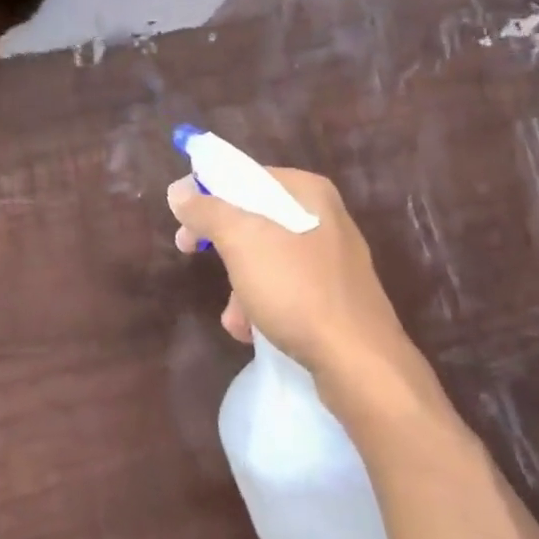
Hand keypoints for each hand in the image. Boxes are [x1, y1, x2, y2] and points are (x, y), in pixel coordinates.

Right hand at [167, 167, 413, 384]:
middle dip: (221, 242)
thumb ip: (207, 210)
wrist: (359, 363)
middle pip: (254, 216)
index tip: (182, 215)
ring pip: (267, 256)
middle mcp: (323, 217)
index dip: (209, 190)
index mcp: (308, 192)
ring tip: (234, 316)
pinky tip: (252, 330)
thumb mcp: (242, 241)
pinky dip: (262, 304)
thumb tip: (179, 191)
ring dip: (239, 283)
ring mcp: (331, 259)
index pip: (247, 175)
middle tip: (187, 250)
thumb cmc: (297, 289)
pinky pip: (286, 288)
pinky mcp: (334, 297)